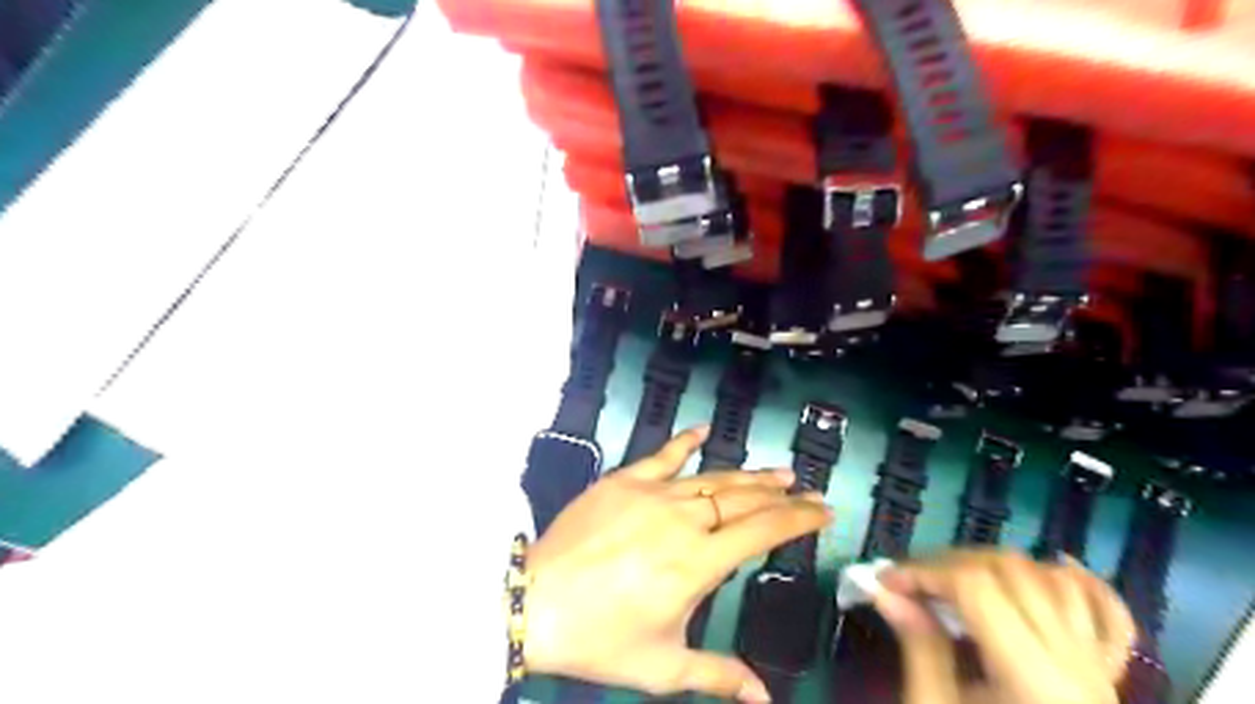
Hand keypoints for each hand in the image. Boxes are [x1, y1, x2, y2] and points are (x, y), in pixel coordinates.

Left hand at [524, 427, 831, 701]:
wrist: (536, 602)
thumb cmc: (601, 637)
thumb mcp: (663, 665)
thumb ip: (718, 675)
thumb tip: (764, 699)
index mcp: (699, 562)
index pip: (763, 532)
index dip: (798, 520)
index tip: (824, 512)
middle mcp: (684, 520)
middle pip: (744, 500)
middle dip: (782, 496)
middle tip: (809, 490)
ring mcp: (653, 493)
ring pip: (712, 478)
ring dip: (748, 475)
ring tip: (777, 472)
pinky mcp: (624, 480)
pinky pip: (662, 455)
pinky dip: (685, 441)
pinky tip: (704, 430)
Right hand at [876, 550, 1139, 703]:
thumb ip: (918, 645)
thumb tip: (884, 589)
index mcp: (1033, 680)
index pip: (977, 586)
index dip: (924, 571)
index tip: (885, 580)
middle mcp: (1077, 665)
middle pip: (1012, 572)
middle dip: (950, 563)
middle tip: (910, 581)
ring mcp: (1100, 671)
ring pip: (1054, 583)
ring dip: (998, 566)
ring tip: (955, 578)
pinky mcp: (1107, 680)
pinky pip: (1109, 619)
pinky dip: (1085, 586)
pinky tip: (1058, 565)